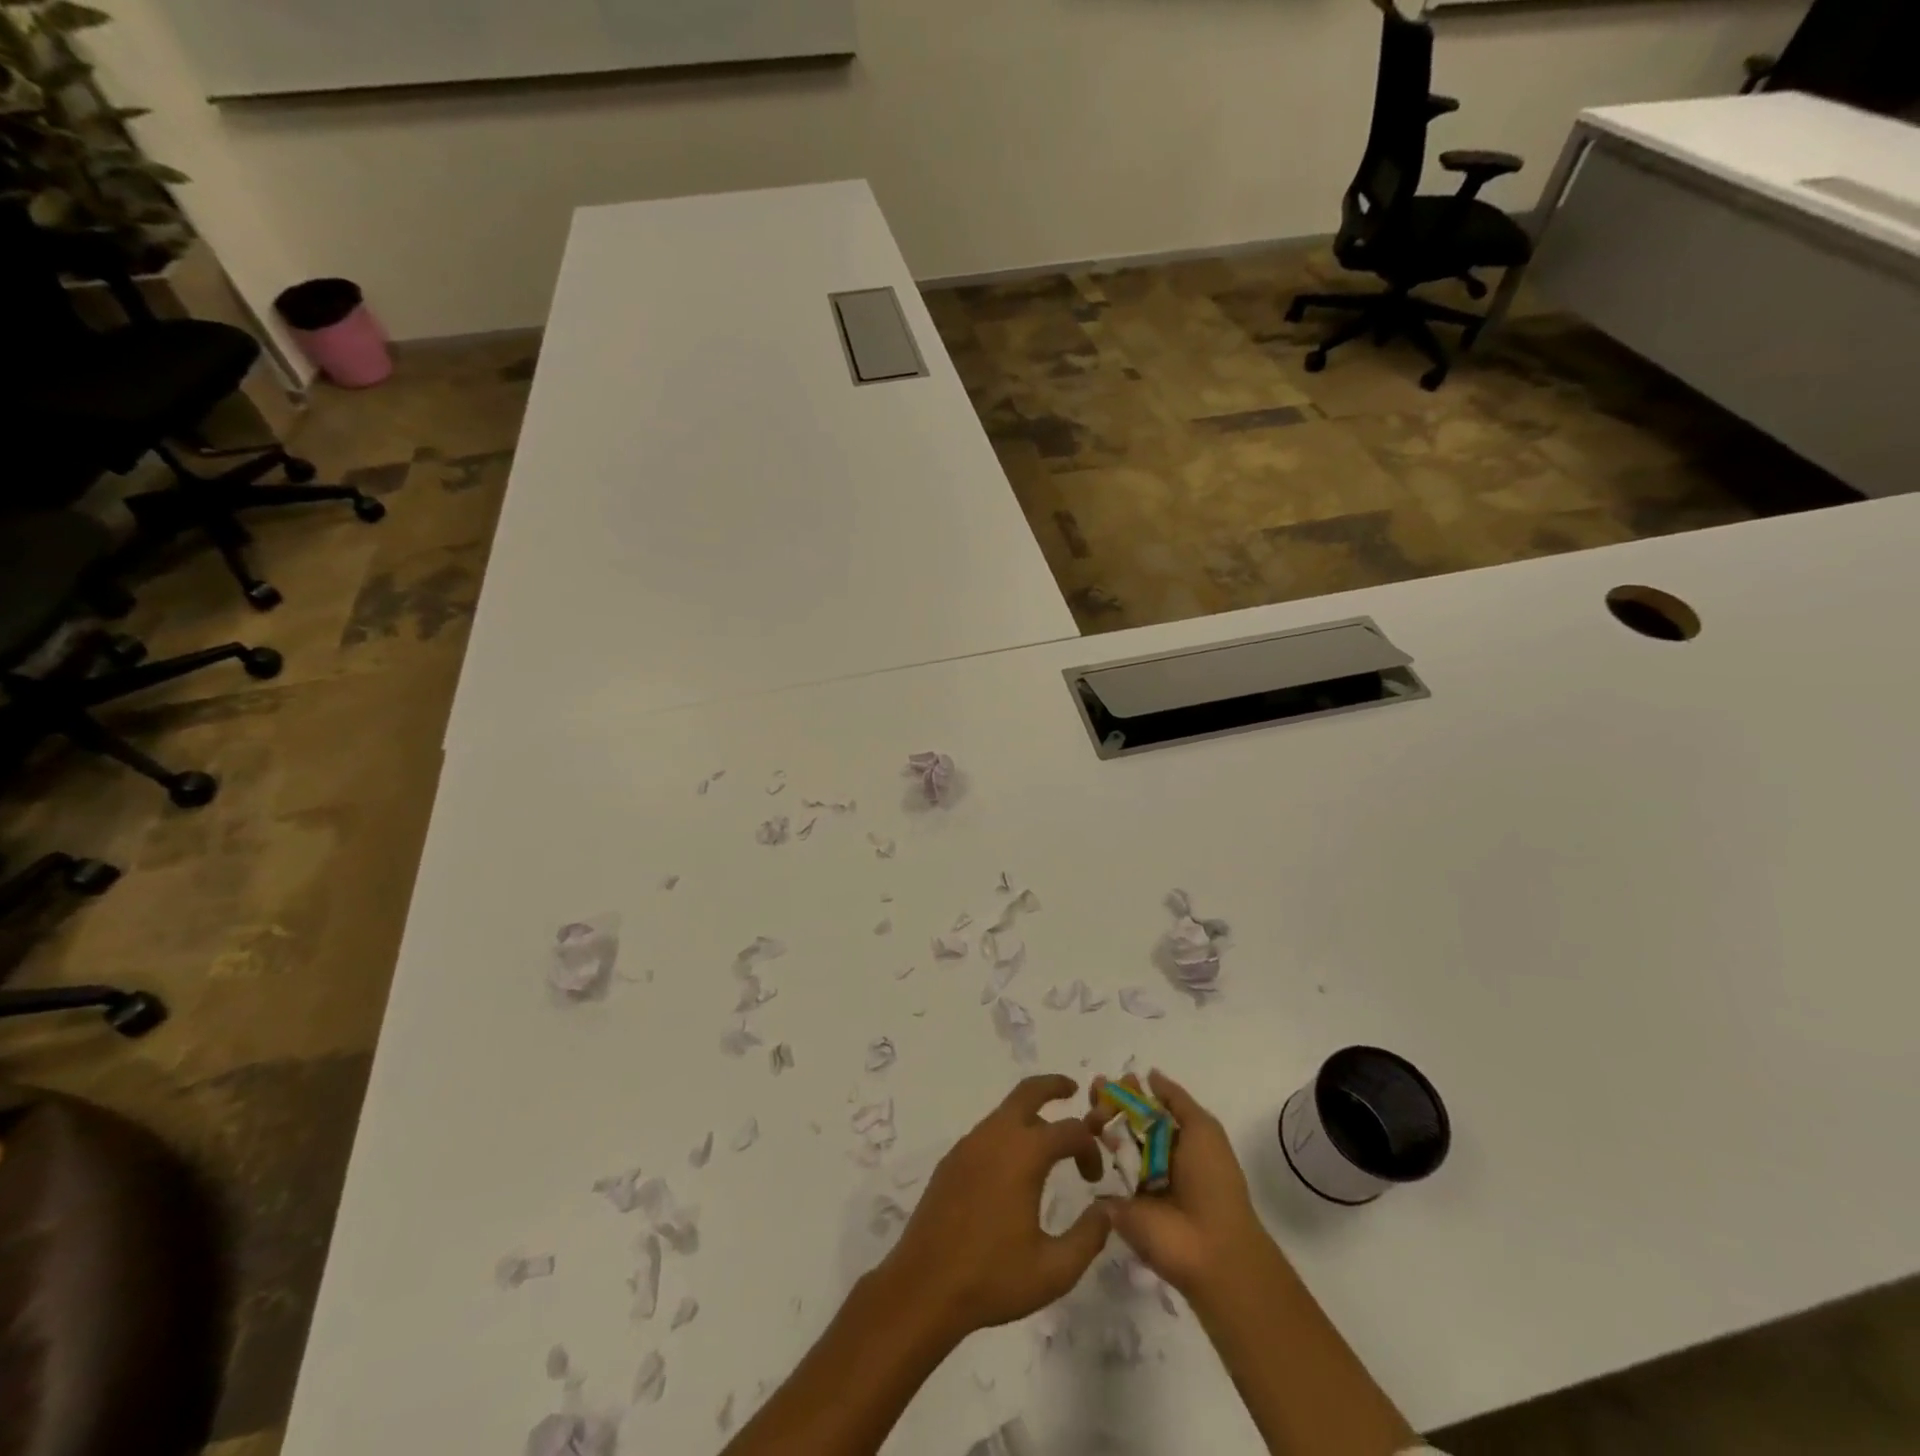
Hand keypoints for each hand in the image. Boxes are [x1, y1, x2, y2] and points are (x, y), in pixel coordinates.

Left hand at [882, 1074, 1109, 1338]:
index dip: (1090, 1148)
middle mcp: (995, 1136)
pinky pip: (987, 1133)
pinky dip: (1007, 1134)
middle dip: (1053, 1086)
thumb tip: (1107, 1209)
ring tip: (1048, 1142)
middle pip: (1028, 1091)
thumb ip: (1088, 1236)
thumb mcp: (1054, 1269)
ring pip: (1005, 1112)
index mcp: (1024, 1154)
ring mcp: (968, 1145)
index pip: (1070, 1131)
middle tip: (1072, 1090)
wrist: (924, 1287)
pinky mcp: (951, 1160)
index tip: (1094, 1180)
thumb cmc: (993, 1278)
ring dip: (1030, 1116)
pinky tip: (1012, 1168)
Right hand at [1086, 1069, 1273, 1300]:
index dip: (1130, 1092)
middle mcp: (1156, 1158)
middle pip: (1126, 1122)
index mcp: (1178, 1140)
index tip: (1113, 1079)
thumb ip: (1176, 1100)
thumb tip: (1150, 1074)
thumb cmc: (1212, 1181)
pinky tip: (1083, 1136)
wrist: (1210, 1247)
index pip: (1148, 1108)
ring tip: (1092, 1114)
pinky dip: (1090, 1155)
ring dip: (1099, 1123)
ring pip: (1111, 1143)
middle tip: (1095, 1091)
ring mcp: (1135, 1182)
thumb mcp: (1203, 1129)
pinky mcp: (1118, 1204)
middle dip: (1109, 1102)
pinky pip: (1100, 1174)